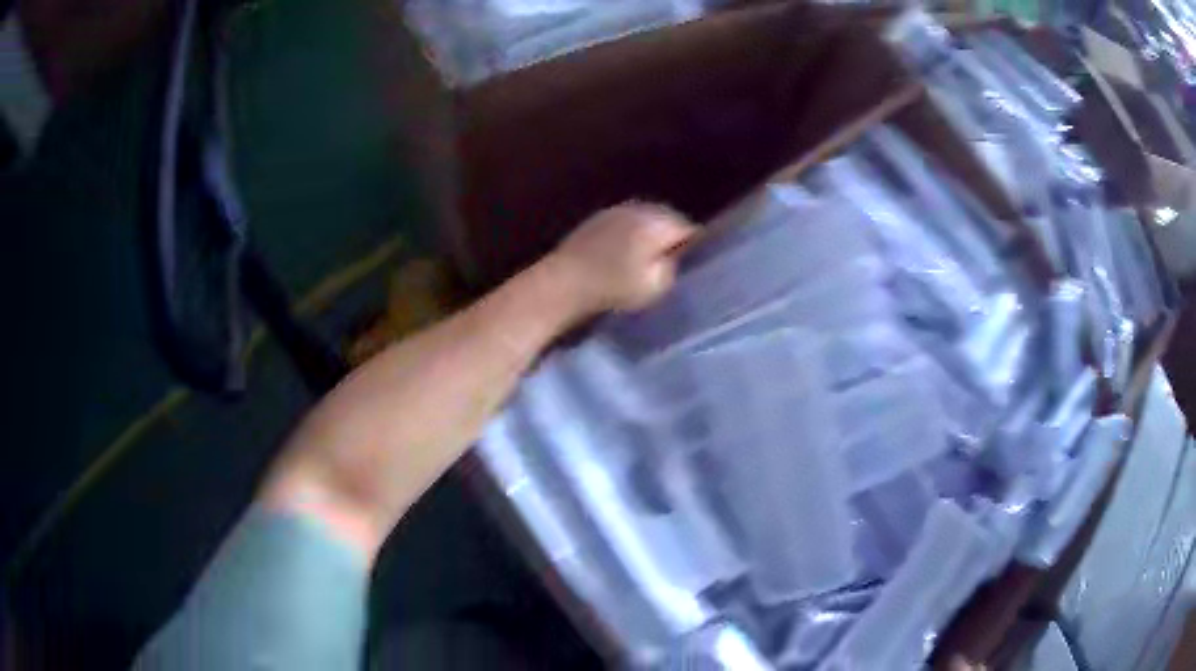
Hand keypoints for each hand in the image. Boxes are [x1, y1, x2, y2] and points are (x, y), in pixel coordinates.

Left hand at [549, 203, 696, 314]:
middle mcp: (638, 208)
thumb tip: (680, 258)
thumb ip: (675, 267)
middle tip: (672, 268)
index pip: (690, 230)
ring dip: (649, 239)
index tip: (692, 269)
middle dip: (671, 241)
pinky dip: (629, 238)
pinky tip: (622, 258)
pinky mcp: (596, 220)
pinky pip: (625, 226)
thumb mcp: (657, 285)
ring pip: (645, 222)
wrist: (562, 283)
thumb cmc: (613, 287)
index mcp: (657, 221)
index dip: (694, 250)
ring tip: (647, 264)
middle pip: (667, 222)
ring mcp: (615, 211)